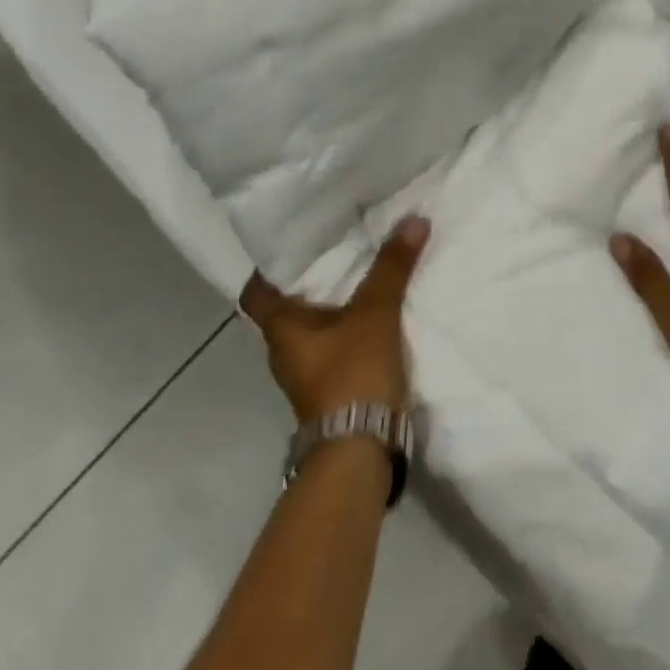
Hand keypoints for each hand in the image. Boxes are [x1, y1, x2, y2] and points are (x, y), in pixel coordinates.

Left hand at [239, 216, 428, 421]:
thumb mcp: (375, 313)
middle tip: (339, 244)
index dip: (268, 268)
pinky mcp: (331, 389)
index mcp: (281, 329)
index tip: (292, 241)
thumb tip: (413, 219)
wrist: (360, 450)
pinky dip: (349, 327)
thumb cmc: (351, 373)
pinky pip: (335, 345)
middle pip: (288, 307)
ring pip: (314, 327)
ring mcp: (307, 373)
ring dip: (333, 304)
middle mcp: (285, 351)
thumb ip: (392, 267)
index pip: (256, 292)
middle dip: (311, 279)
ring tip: (362, 271)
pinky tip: (376, 312)